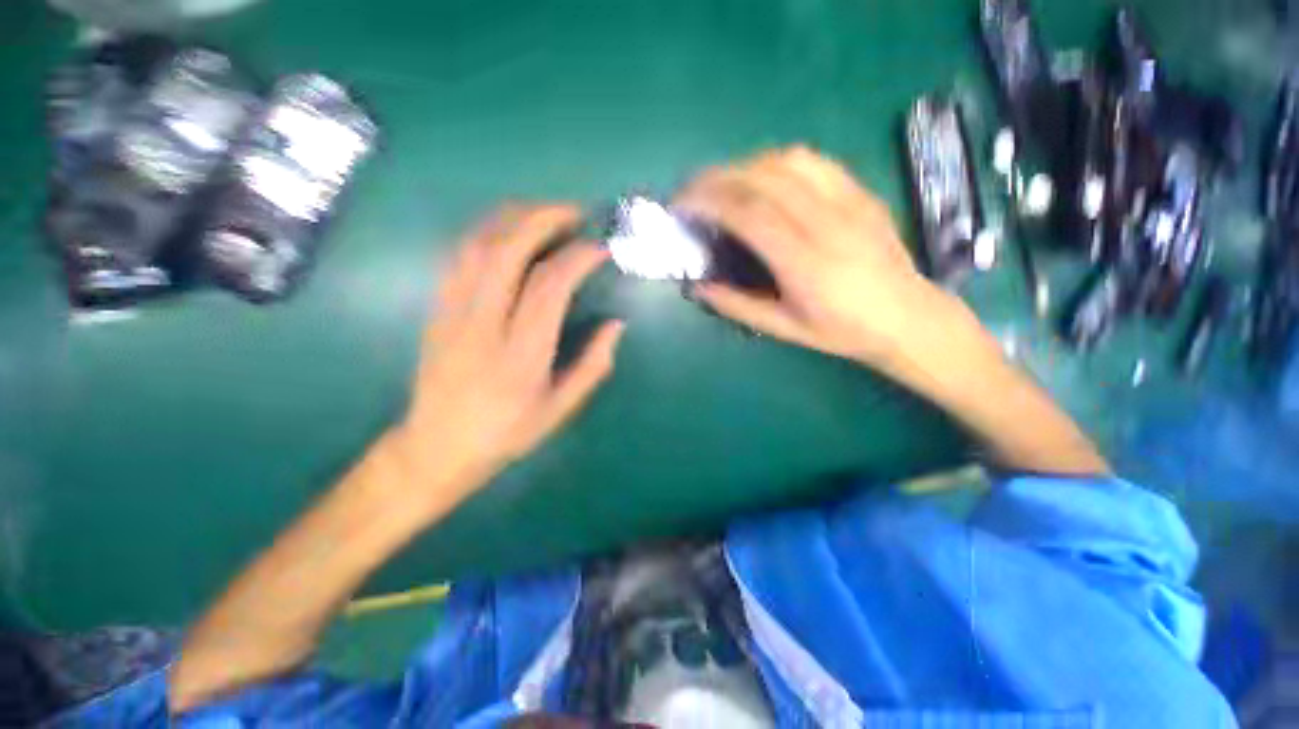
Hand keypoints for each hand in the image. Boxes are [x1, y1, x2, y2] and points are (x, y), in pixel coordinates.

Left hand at [388, 204, 624, 506]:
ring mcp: (453, 313)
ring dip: (513, 218)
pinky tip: (507, 230)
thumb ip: (593, 365)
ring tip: (545, 212)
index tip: (600, 248)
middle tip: (574, 211)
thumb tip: (616, 324)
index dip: (577, 258)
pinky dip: (486, 232)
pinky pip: (458, 256)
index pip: (549, 287)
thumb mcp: (560, 409)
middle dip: (543, 219)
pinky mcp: (438, 309)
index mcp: (520, 355)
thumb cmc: (507, 433)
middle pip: (507, 252)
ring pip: (477, 246)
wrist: (437, 447)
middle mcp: (483, 325)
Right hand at [675, 146, 953, 365]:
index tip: (682, 205)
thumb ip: (737, 306)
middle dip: (717, 177)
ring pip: (787, 161)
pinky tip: (762, 176)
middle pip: (763, 179)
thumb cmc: (842, 330)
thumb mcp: (784, 328)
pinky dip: (776, 161)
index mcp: (805, 262)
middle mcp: (826, 222)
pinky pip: (813, 161)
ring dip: (744, 165)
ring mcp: (847, 201)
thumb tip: (698, 287)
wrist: (907, 316)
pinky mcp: (859, 191)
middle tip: (691, 191)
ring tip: (722, 184)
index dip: (709, 201)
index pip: (749, 213)